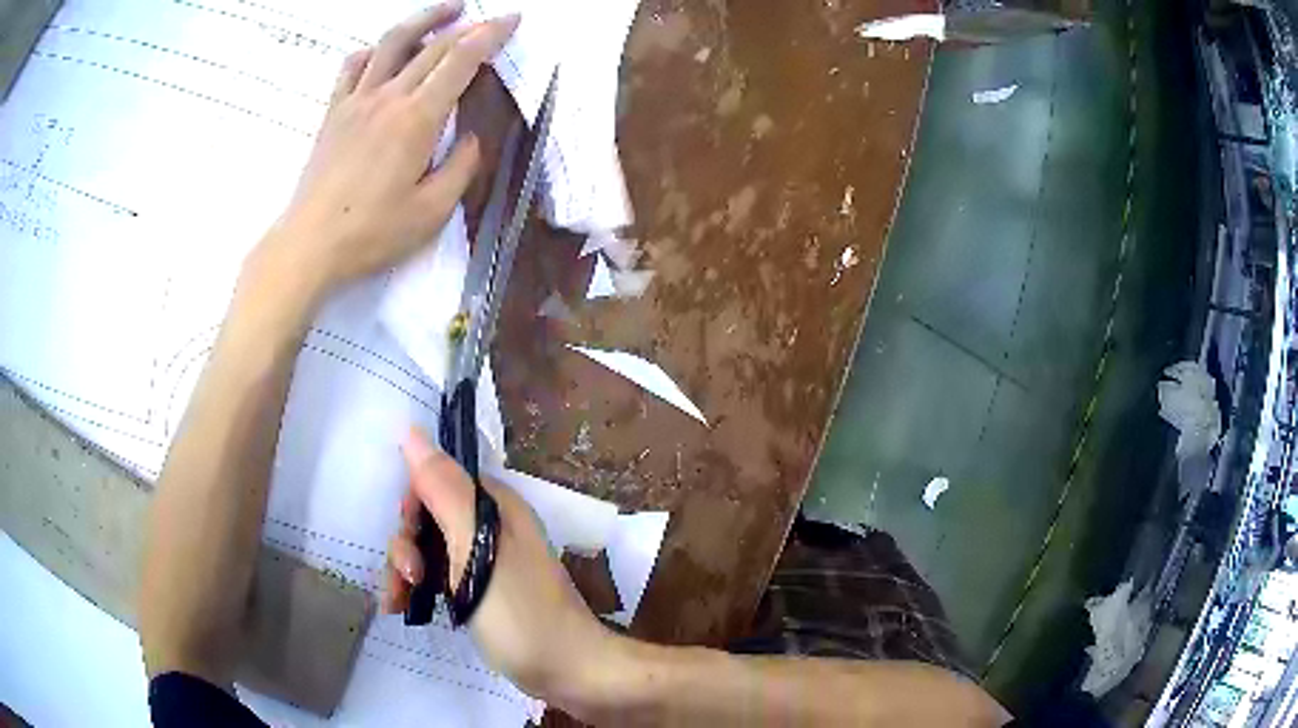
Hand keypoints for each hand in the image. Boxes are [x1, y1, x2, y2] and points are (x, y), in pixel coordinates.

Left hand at [247, 3, 518, 303]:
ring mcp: (356, 101)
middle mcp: (388, 98)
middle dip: (467, 25)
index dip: (490, 35)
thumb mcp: (432, 212)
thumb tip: (471, 139)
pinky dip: (373, 50)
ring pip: (391, 42)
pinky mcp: (334, 112)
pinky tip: (382, 52)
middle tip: (488, 19)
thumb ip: (460, 169)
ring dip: (422, 19)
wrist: (310, 244)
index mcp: (417, 119)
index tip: (511, 19)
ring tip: (445, 11)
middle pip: (433, 45)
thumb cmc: (371, 233)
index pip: (461, 60)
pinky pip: (352, 67)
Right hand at [383, 429, 617, 699]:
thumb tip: (410, 430)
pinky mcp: (479, 591)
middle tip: (410, 581)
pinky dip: (416, 589)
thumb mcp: (476, 550)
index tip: (411, 545)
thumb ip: (443, 490)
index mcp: (494, 506)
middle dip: (405, 547)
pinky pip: (437, 576)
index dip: (412, 508)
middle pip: (425, 517)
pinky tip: (403, 609)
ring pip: (426, 549)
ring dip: (405, 571)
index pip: (434, 481)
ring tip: (399, 603)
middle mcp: (489, 526)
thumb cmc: (521, 613)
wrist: (568, 671)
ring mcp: (484, 560)